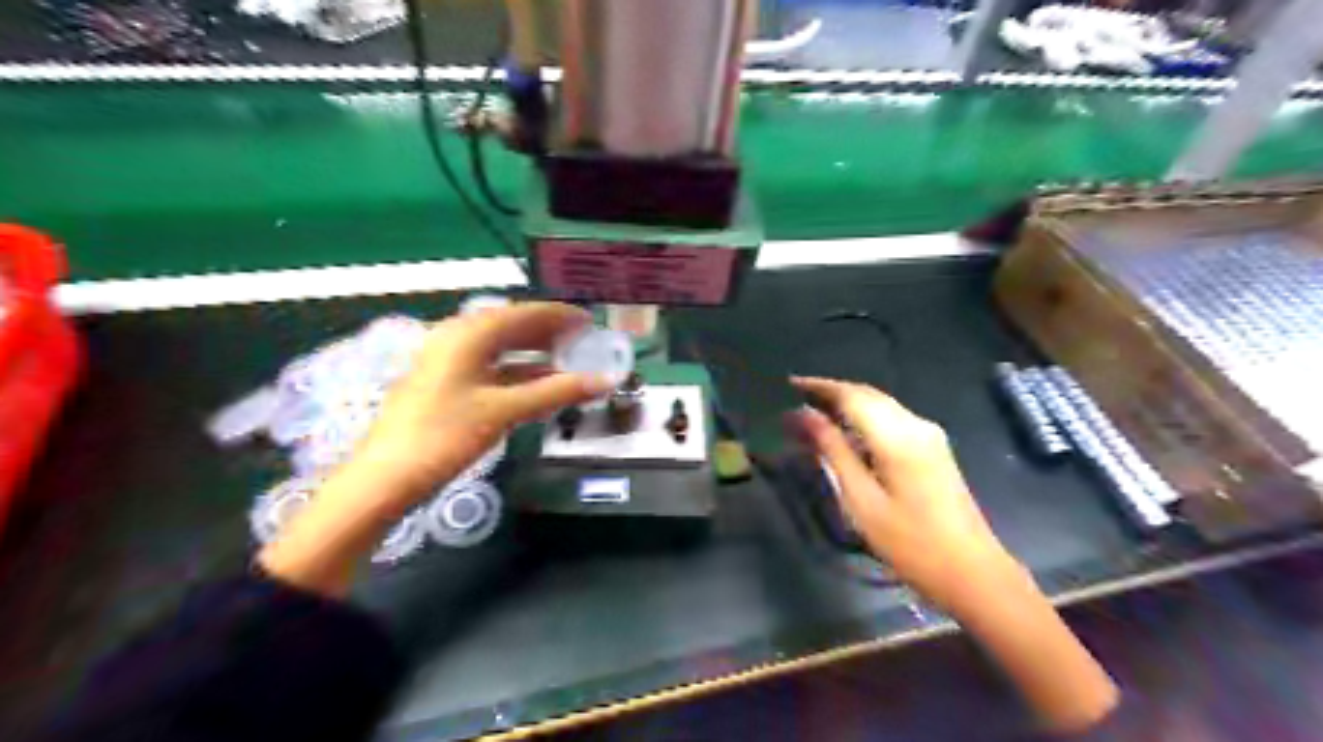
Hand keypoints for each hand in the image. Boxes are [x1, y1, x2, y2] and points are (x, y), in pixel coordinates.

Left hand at [355, 302, 616, 514]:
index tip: (591, 323)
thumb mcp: (504, 411)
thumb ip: (556, 392)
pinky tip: (539, 384)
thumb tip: (605, 380)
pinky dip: (518, 372)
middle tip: (584, 343)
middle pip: (512, 327)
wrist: (386, 477)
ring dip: (535, 353)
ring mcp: (449, 360)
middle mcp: (457, 337)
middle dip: (549, 333)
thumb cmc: (445, 435)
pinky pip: (491, 367)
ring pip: (501, 348)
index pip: (525, 313)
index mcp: (469, 333)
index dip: (560, 316)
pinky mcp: (446, 383)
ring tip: (569, 361)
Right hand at [789, 377, 1118, 729]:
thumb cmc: (910, 542)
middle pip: (867, 394)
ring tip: (813, 414)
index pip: (851, 395)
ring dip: (847, 403)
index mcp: (897, 435)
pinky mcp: (934, 448)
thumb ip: (832, 451)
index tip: (789, 384)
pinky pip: (892, 418)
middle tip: (796, 399)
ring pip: (880, 404)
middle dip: (831, 392)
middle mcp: (916, 424)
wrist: (972, 571)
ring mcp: (929, 434)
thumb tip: (803, 415)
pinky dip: (864, 417)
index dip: (819, 386)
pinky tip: (846, 432)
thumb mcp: (861, 499)